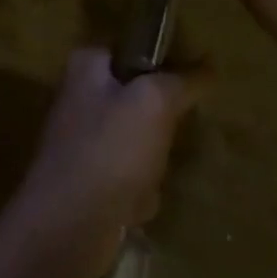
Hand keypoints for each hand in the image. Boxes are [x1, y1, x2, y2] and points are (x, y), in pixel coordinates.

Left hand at [6, 49, 197, 277]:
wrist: (67, 227)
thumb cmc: (110, 151)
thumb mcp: (155, 103)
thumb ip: (182, 80)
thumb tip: (209, 65)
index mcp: (86, 65)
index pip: (135, 50)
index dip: (163, 68)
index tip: (185, 88)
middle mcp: (79, 96)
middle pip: (140, 99)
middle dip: (159, 127)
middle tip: (165, 138)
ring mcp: (81, 139)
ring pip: (139, 141)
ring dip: (152, 164)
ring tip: (148, 177)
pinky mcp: (86, 178)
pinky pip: (128, 177)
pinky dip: (137, 192)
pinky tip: (134, 205)